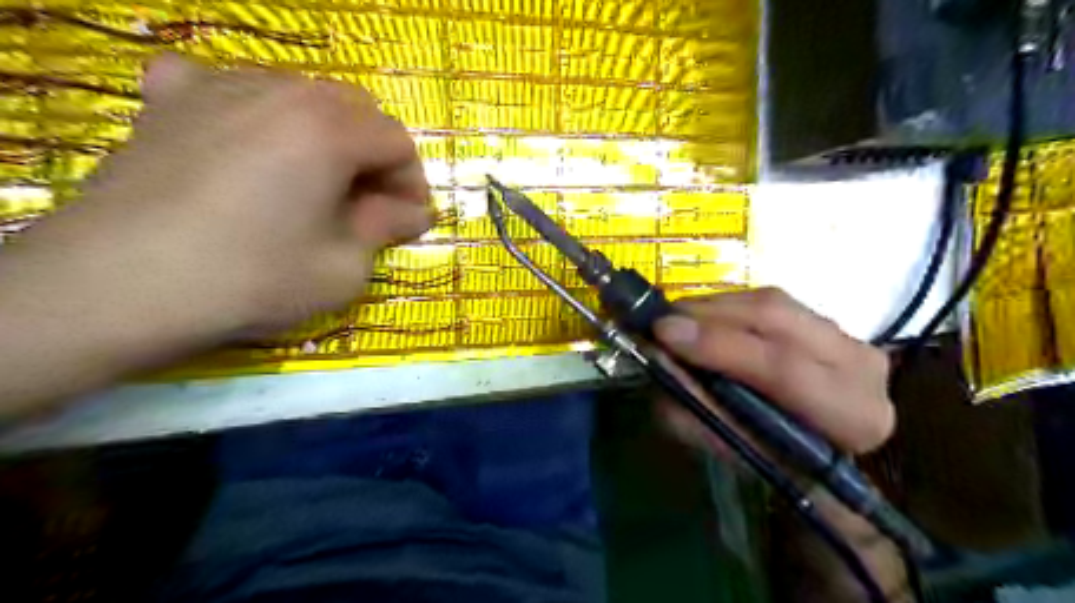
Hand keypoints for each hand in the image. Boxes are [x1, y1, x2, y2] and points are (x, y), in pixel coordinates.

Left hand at [0, 54, 431, 413]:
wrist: (120, 285)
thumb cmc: (254, 278)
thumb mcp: (345, 267)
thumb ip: (387, 228)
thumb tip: (413, 212)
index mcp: (329, 130)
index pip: (397, 142)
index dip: (412, 182)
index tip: (408, 219)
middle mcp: (280, 92)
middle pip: (354, 109)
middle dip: (374, 155)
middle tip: (367, 201)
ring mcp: (218, 89)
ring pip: (299, 94)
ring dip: (325, 135)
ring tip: (312, 180)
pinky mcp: (169, 103)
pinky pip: (225, 86)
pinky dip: (251, 111)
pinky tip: (244, 142)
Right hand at [651, 289, 909, 599]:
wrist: (823, 451)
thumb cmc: (778, 462)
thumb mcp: (734, 450)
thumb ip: (696, 411)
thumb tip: (659, 362)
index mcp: (852, 416)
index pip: (784, 369)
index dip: (719, 346)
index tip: (665, 334)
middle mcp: (861, 366)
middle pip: (777, 320)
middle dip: (709, 317)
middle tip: (661, 321)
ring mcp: (847, 334)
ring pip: (770, 302)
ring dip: (713, 307)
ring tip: (676, 320)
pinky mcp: (825, 318)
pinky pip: (767, 299)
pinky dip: (726, 306)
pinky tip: (703, 318)